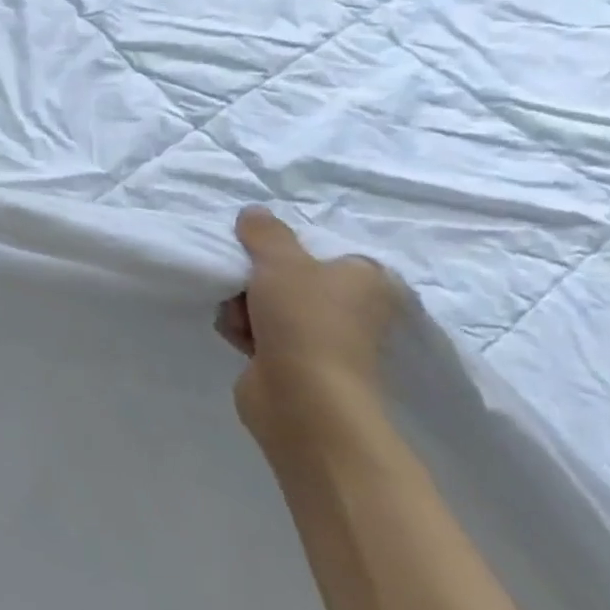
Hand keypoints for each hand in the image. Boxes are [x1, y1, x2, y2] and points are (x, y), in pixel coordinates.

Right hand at [216, 206, 403, 448]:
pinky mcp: (297, 362)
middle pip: (287, 276)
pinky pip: (259, 332)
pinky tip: (242, 340)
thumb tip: (256, 213)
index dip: (289, 250)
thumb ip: (265, 232)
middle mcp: (354, 309)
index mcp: (367, 280)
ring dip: (243, 307)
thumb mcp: (280, 260)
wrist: (303, 396)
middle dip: (254, 280)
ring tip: (243, 320)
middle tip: (246, 286)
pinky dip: (244, 332)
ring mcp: (325, 338)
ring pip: (266, 302)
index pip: (326, 251)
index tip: (262, 253)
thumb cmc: (305, 319)